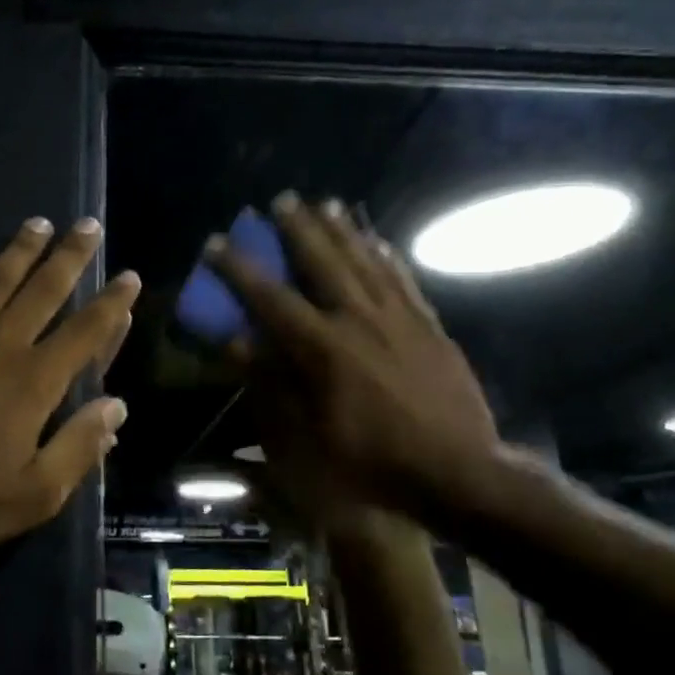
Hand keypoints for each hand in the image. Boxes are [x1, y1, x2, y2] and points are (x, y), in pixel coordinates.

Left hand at [0, 216, 138, 566]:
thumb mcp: (36, 493)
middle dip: (71, 255)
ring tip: (39, 223)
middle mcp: (2, 343)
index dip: (112, 303)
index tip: (129, 277)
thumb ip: (80, 446)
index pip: (87, 331)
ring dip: (21, 249)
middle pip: (45, 289)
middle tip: (88, 224)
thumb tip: (116, 405)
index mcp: (37, 380)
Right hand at [209, 193, 502, 513]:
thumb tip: (237, 342)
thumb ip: (271, 383)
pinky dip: (387, 255)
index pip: (271, 297)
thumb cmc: (372, 462)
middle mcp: (359, 320)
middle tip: (282, 200)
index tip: (216, 242)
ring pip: (365, 261)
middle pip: (323, 262)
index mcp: (323, 348)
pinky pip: (403, 279)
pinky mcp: (429, 326)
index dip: (239, 269)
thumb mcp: (307, 436)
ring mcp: (399, 319)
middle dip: (298, 229)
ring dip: (342, 230)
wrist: (458, 473)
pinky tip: (378, 241)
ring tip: (326, 203)